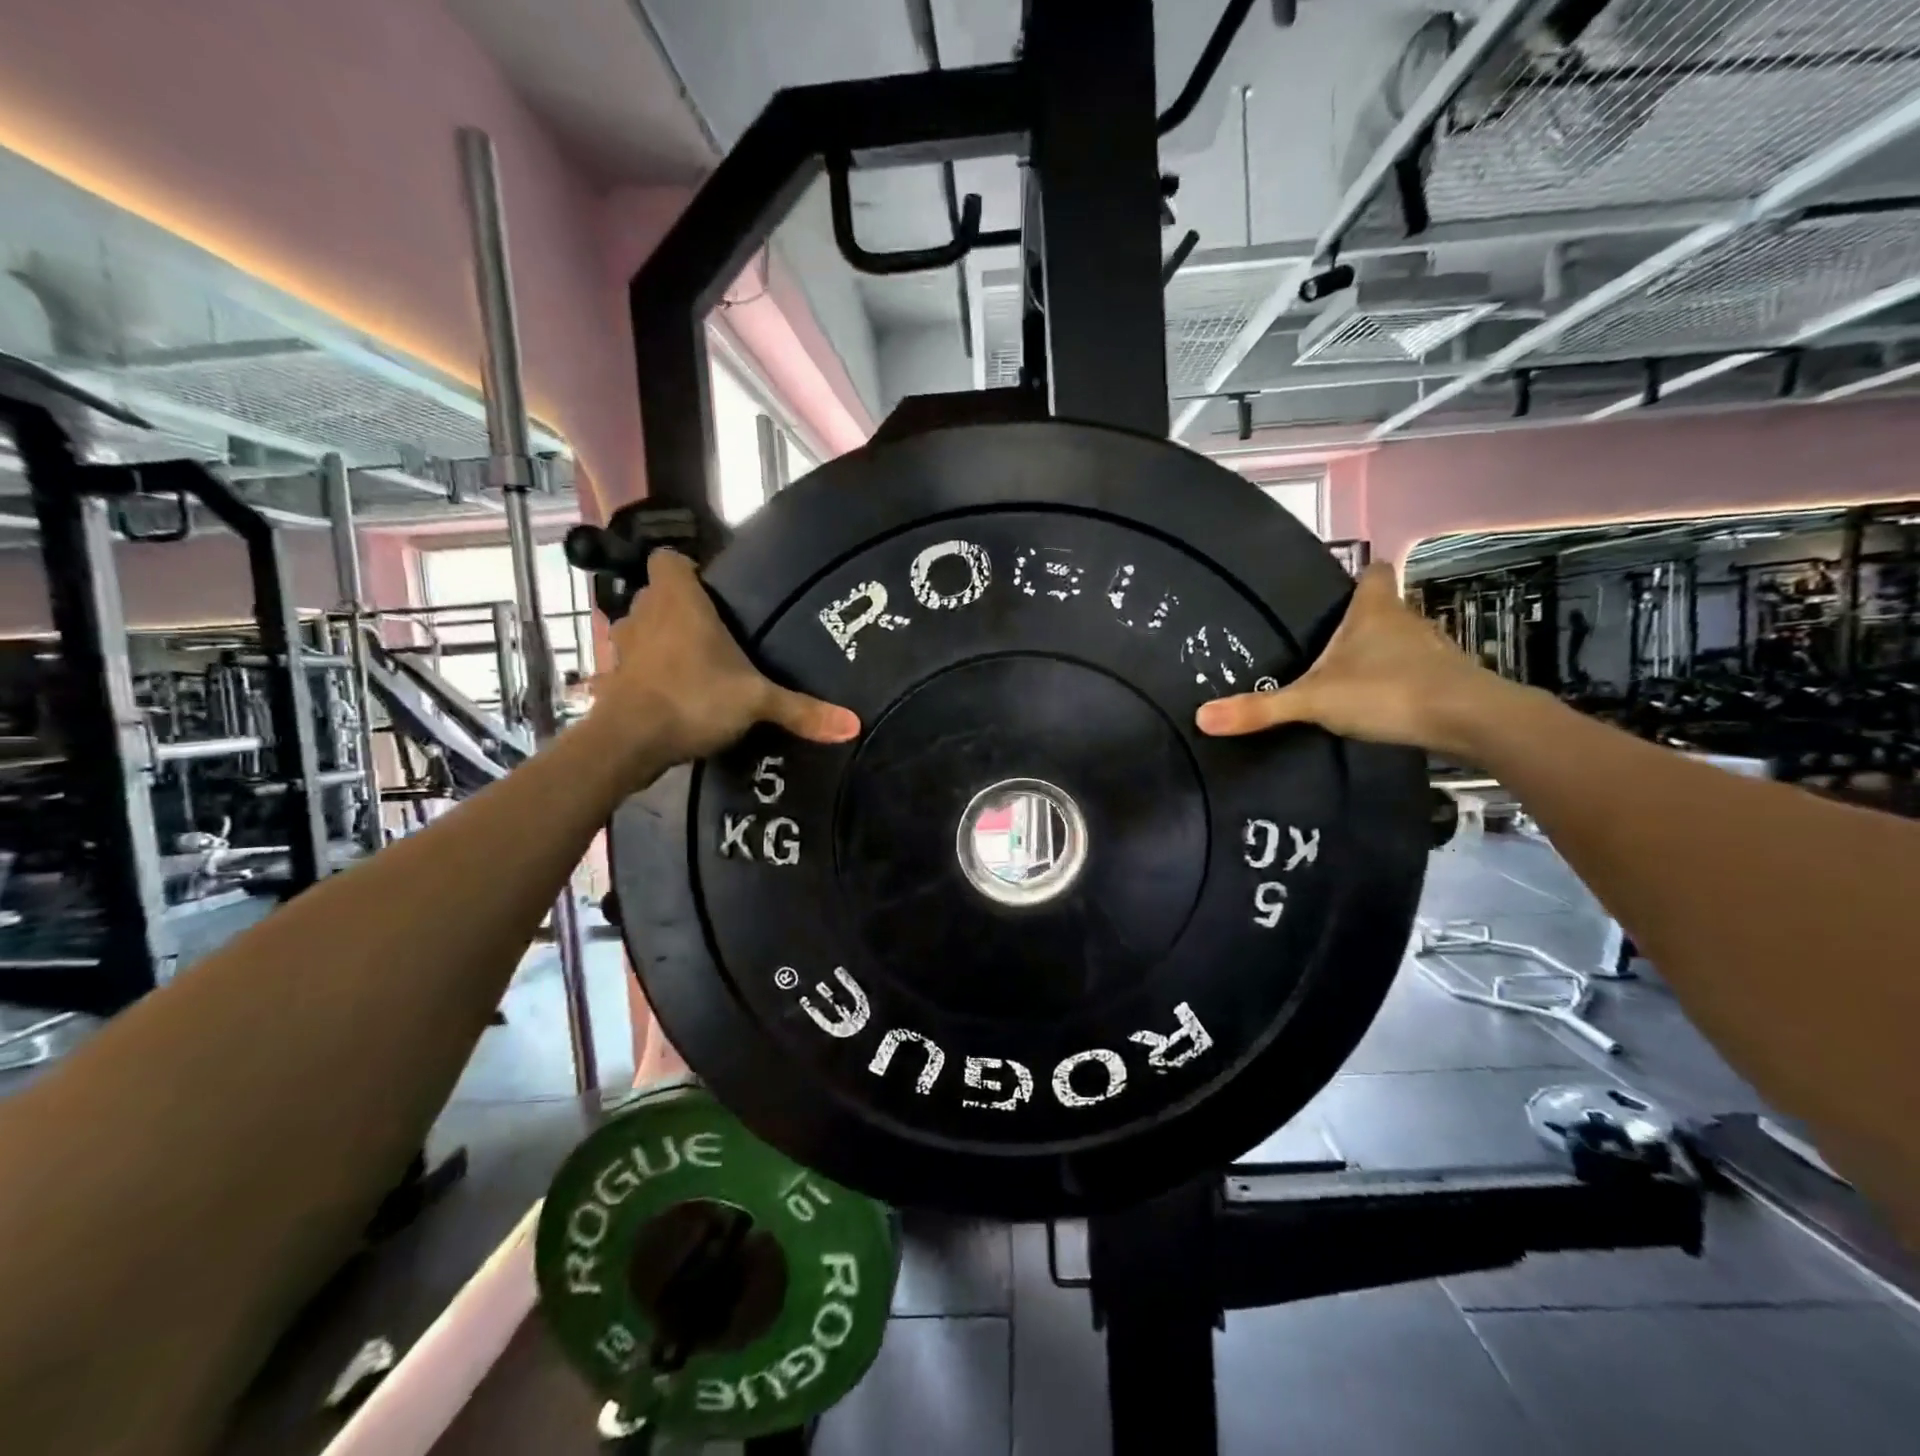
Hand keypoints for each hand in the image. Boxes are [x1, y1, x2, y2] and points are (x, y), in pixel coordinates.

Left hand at [590, 549, 859, 767]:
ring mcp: (623, 646)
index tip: (714, 592)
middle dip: (682, 608)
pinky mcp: (611, 678)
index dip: (688, 569)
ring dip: (661, 640)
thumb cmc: (693, 698)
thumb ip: (802, 709)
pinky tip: (669, 693)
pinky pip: (632, 665)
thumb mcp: (756, 702)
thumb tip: (855, 725)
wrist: (628, 742)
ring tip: (695, 663)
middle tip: (717, 633)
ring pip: (643, 629)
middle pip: (659, 594)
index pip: (669, 558)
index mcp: (678, 599)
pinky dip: (646, 673)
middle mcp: (645, 612)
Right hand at [1195, 564, 1520, 756]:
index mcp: (1375, 609)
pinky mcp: (1447, 679)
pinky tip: (1377, 703)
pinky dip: (1397, 680)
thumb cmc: (1389, 692)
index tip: (1335, 590)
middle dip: (1358, 621)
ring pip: (1400, 640)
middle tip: (1323, 642)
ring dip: (1378, 653)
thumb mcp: (1314, 701)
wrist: (1470, 721)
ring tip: (1345, 676)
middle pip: (1383, 608)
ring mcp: (1432, 650)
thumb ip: (1260, 709)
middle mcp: (1407, 620)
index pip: (1373, 571)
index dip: (1357, 575)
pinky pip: (1415, 670)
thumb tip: (1201, 717)